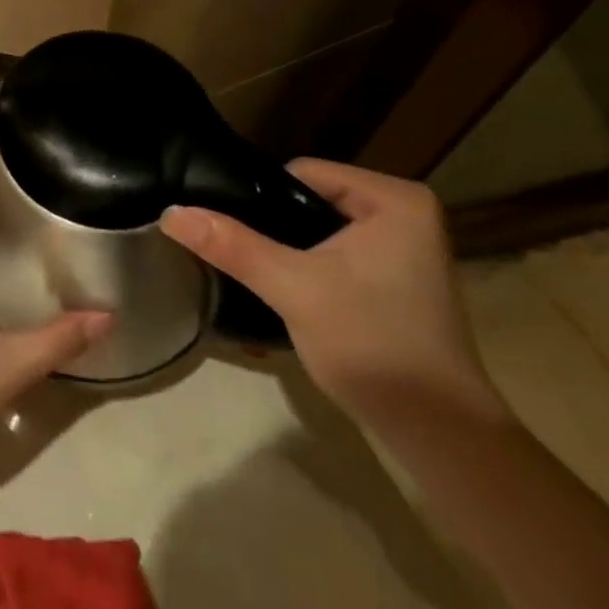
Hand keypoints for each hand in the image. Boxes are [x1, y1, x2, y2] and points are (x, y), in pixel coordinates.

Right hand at [160, 160, 504, 428]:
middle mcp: (406, 213)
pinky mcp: (400, 281)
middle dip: (276, 228)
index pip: (302, 173)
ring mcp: (407, 249)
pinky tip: (292, 294)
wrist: (439, 435)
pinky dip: (313, 269)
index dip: (262, 201)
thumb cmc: (371, 343)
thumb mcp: (293, 287)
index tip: (238, 234)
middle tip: (245, 257)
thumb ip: (232, 245)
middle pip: (311, 201)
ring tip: (261, 275)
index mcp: (394, 198)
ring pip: (322, 230)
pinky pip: (340, 254)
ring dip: (291, 251)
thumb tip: (170, 212)